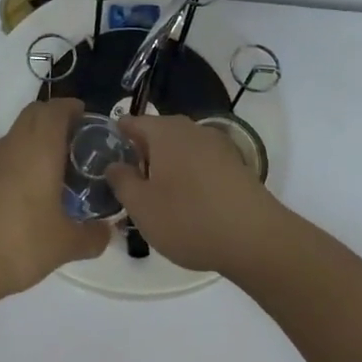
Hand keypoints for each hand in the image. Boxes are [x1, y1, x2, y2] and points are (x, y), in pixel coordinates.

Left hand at [0, 98, 110, 302]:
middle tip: (73, 143)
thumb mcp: (64, 245)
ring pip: (14, 137)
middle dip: (53, 119)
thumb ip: (91, 237)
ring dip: (33, 143)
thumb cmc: (19, 244)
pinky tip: (20, 197)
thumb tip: (107, 232)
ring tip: (50, 173)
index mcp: (39, 149)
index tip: (86, 118)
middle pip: (33, 115)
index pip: (55, 109)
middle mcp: (12, 146)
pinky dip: (13, 165)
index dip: (72, 108)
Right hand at [107, 114, 288, 276]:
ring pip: (181, 149)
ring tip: (159, 198)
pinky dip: (190, 176)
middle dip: (142, 154)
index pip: (131, 122)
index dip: (115, 138)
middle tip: (130, 185)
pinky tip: (190, 204)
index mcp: (165, 131)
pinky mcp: (236, 165)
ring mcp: (218, 145)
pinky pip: (202, 163)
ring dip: (167, 166)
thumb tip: (115, 164)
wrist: (256, 239)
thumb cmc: (189, 219)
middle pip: (158, 134)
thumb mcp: (141, 206)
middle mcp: (192, 129)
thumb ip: (121, 181)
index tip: (106, 160)